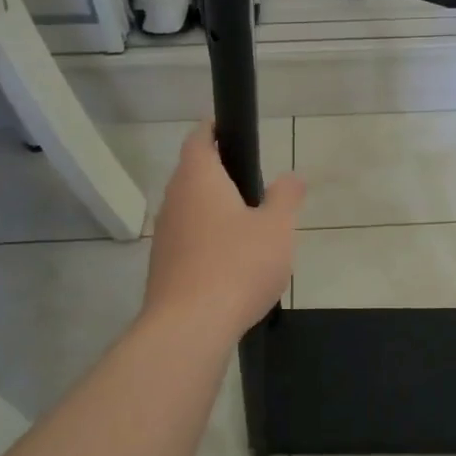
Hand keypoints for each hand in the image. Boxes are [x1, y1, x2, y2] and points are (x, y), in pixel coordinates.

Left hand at [144, 122, 304, 343]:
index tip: (231, 129)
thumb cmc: (238, 265)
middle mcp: (174, 200)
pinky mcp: (163, 266)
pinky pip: (188, 239)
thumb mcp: (277, 227)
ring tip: (248, 223)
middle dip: (219, 173)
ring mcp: (164, 235)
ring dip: (213, 209)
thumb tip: (292, 177)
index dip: (214, 129)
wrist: (190, 326)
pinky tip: (231, 261)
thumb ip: (286, 197)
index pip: (199, 139)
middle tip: (253, 181)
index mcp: (199, 179)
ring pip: (190, 208)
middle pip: (193, 174)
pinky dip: (207, 239)